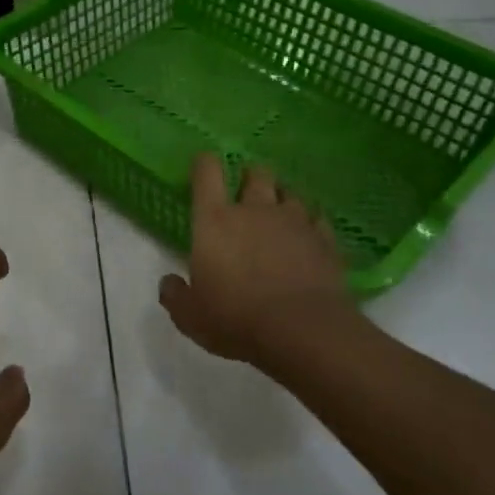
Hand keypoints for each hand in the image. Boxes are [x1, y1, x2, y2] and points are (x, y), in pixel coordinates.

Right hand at [159, 153, 372, 383]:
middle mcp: (255, 210)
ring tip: (279, 212)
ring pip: (290, 192)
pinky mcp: (325, 240)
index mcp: (215, 221)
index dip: (204, 163)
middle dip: (250, 176)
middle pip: (256, 173)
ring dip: (282, 197)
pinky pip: (318, 219)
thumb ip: (176, 296)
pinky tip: (309, 235)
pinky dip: (311, 222)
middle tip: (246, 190)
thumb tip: (169, 283)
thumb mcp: (191, 316)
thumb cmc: (235, 318)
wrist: (302, 330)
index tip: (204, 166)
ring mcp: (294, 222)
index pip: (207, 173)